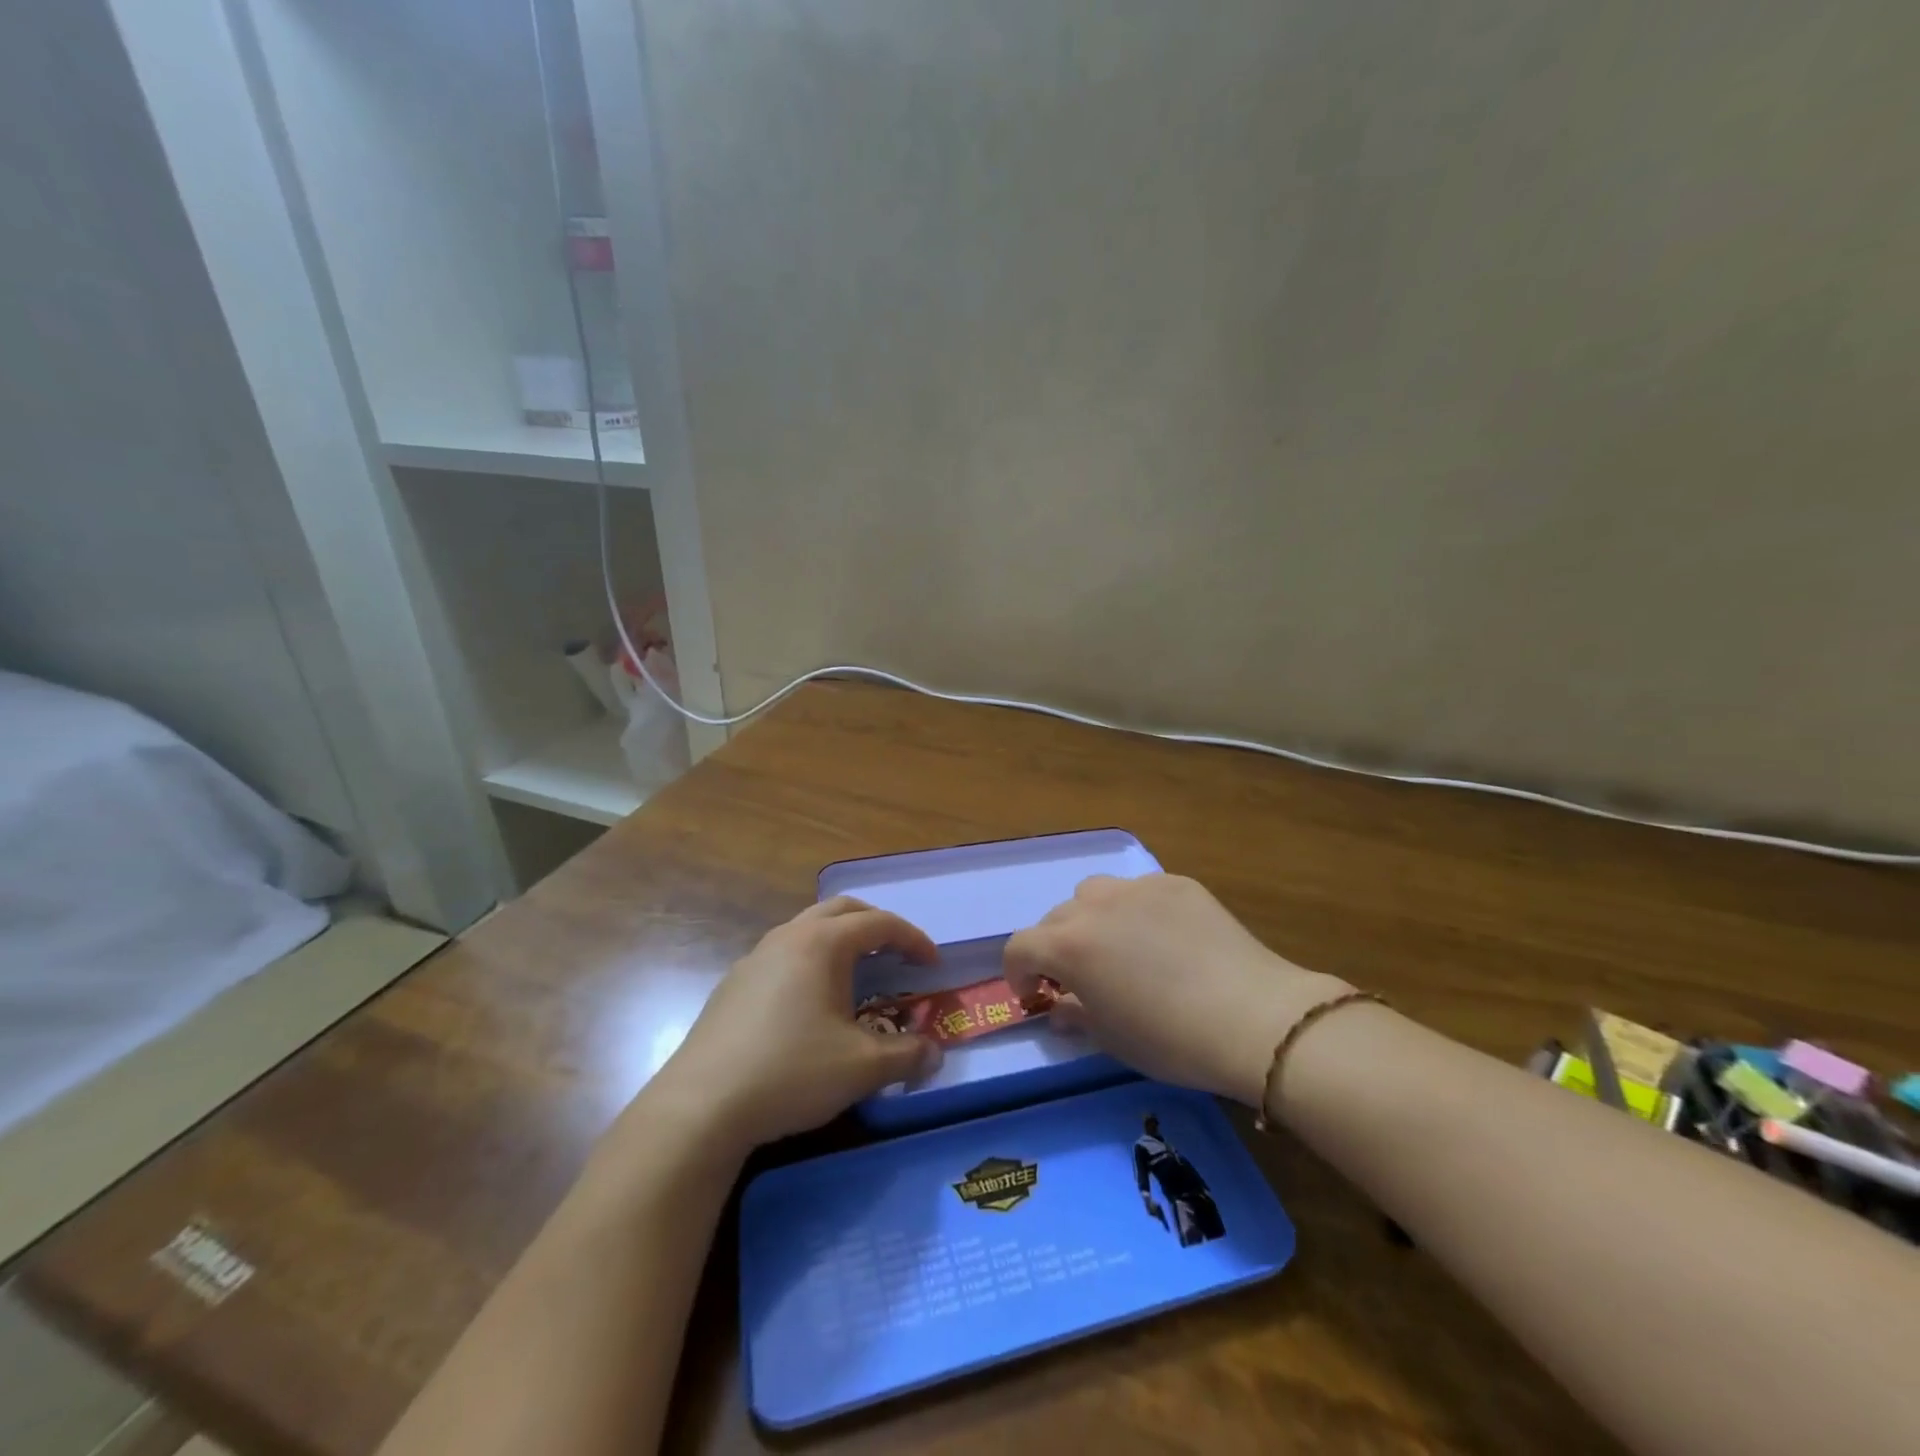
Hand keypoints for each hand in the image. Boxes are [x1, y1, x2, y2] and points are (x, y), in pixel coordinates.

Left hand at [645, 898, 942, 1152]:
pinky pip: (784, 954)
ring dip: (840, 940)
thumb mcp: (862, 1067)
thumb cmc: (791, 1072)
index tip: (932, 964)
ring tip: (858, 976)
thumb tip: (935, 1053)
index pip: (879, 924)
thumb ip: (907, 1055)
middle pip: (841, 910)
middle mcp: (788, 937)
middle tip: (898, 954)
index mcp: (822, 944)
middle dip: (876, 926)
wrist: (702, 1105)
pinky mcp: (733, 984)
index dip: (913, 939)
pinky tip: (811, 1004)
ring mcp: (755, 958)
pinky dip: (811, 961)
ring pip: (807, 929)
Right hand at [1004, 874, 1350, 1107]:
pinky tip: (1165, 939)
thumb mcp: (1111, 1038)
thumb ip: (1075, 1014)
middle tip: (1079, 978)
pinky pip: (1141, 891)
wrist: (1252, 1017)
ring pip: (1095, 893)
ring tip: (1118, 947)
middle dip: (1056, 947)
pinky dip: (1137, 911)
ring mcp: (1138, 888)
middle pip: (1056, 918)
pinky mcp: (1177, 883)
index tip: (1034, 995)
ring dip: (1092, 918)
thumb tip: (1060, 1007)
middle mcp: (1095, 905)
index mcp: (1069, 944)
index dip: (1019, 973)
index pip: (1020, 947)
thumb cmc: (1170, 1039)